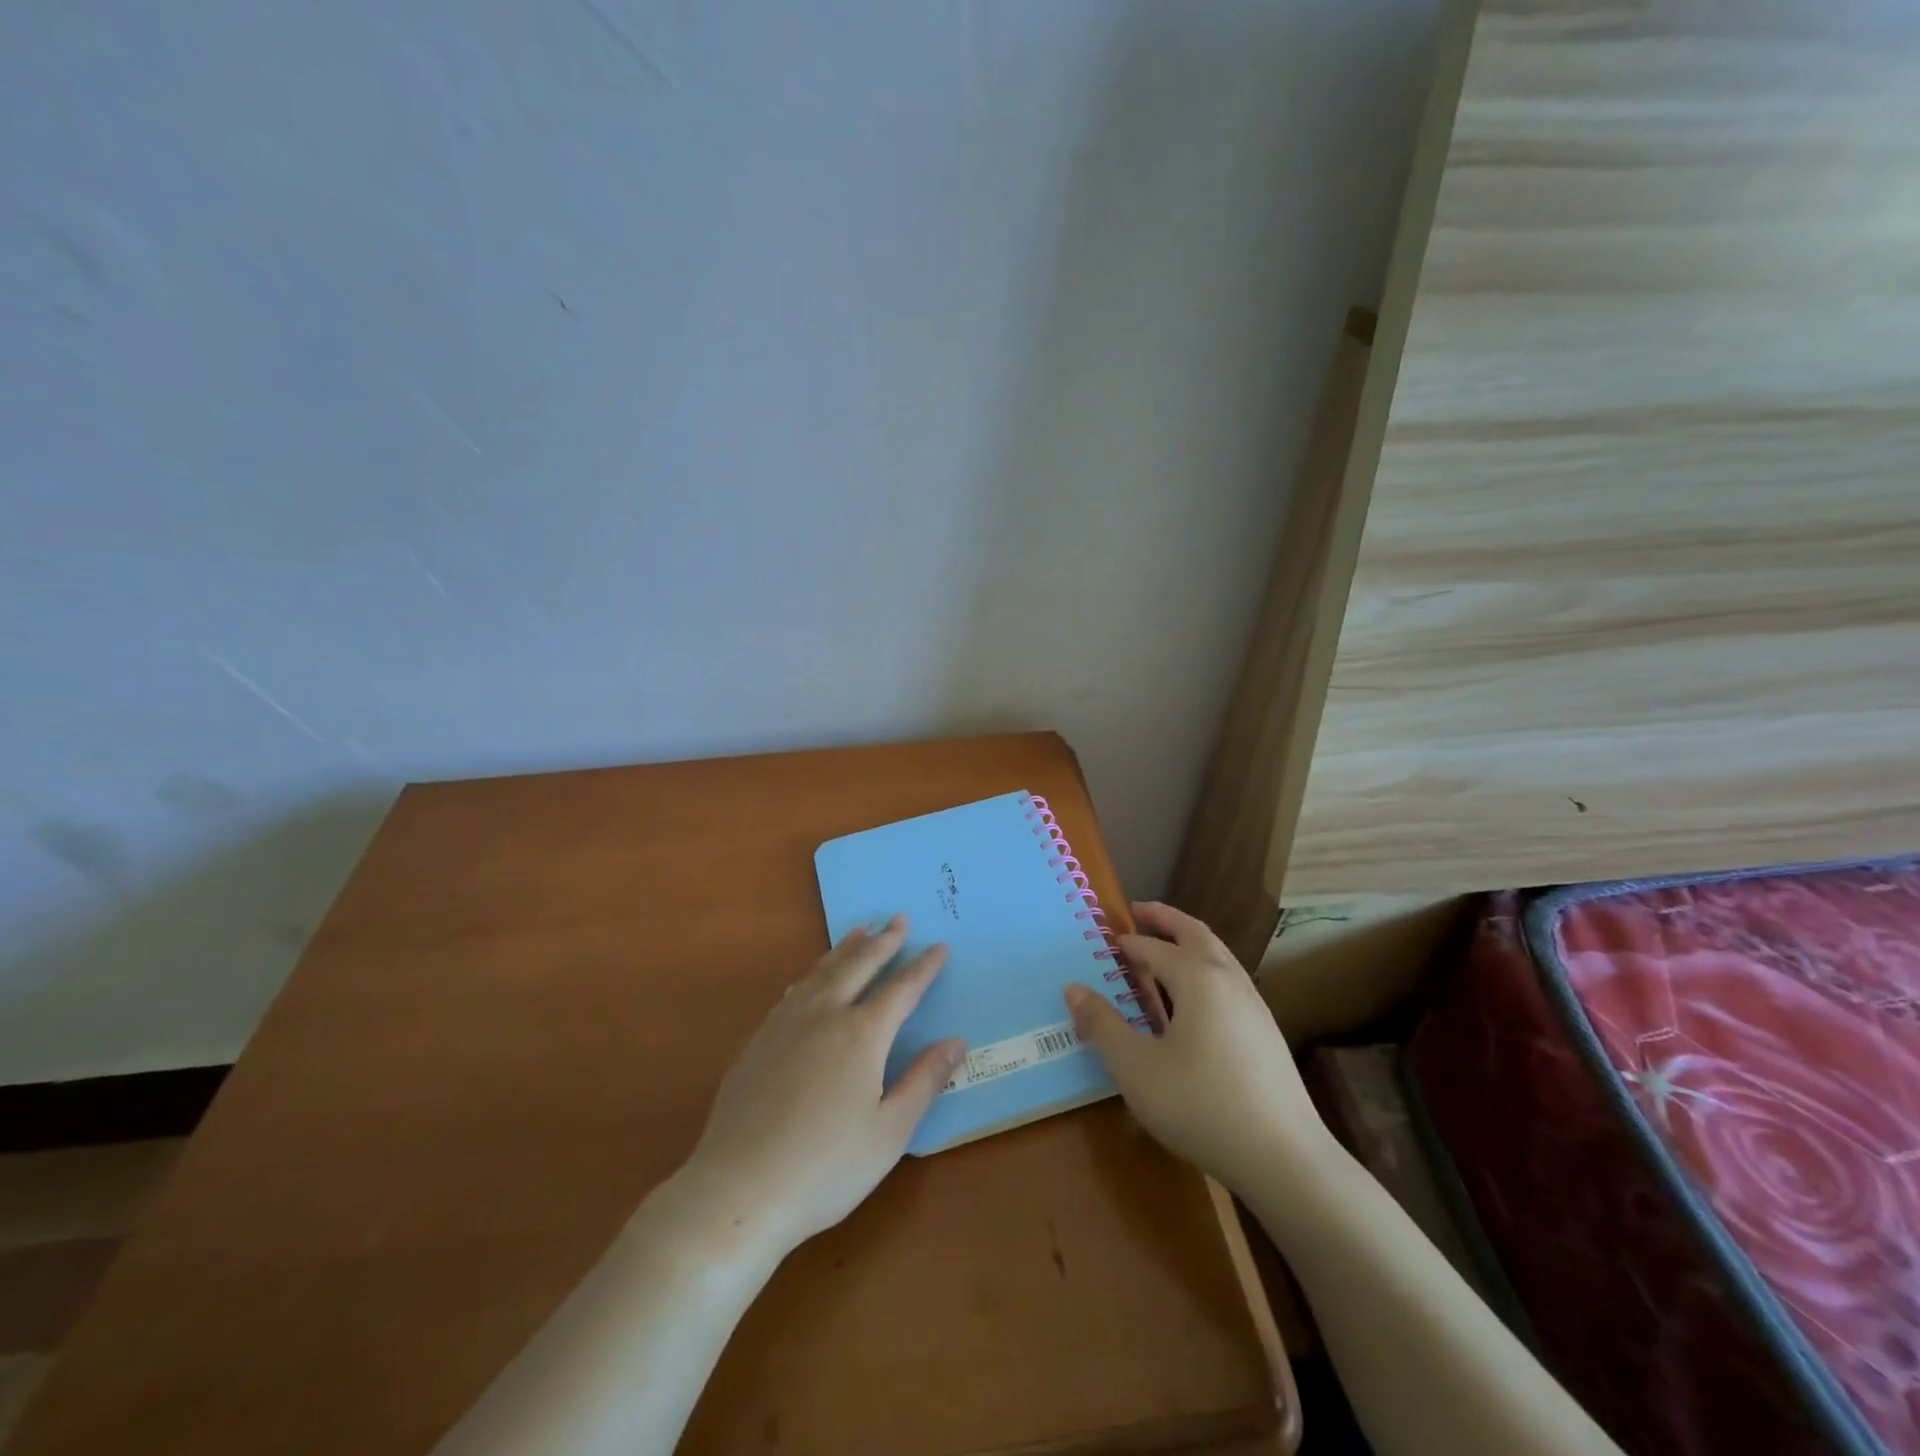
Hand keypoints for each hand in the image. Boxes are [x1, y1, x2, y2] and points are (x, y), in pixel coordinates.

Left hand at [680, 916, 965, 1259]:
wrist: (738, 1189)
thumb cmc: (826, 1167)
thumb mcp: (890, 1131)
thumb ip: (925, 1080)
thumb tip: (957, 1042)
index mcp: (862, 1035)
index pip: (901, 989)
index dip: (923, 967)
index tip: (939, 946)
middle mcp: (824, 1015)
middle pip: (859, 966)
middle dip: (884, 942)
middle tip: (899, 919)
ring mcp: (785, 1024)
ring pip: (822, 971)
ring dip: (845, 949)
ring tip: (861, 931)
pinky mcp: (758, 1040)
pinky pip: (792, 992)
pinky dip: (811, 975)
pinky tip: (809, 978)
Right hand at [1063, 901, 1332, 1194]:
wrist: (1284, 1159)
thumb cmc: (1201, 1105)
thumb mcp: (1136, 1068)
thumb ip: (1102, 1024)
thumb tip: (1073, 988)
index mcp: (1197, 979)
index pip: (1153, 948)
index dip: (1126, 944)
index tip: (1104, 941)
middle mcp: (1228, 980)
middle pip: (1195, 934)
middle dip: (1166, 919)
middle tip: (1139, 910)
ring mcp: (1254, 1005)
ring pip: (1218, 955)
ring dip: (1189, 941)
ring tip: (1165, 947)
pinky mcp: (1266, 1032)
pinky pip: (1229, 980)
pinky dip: (1205, 968)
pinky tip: (1195, 999)